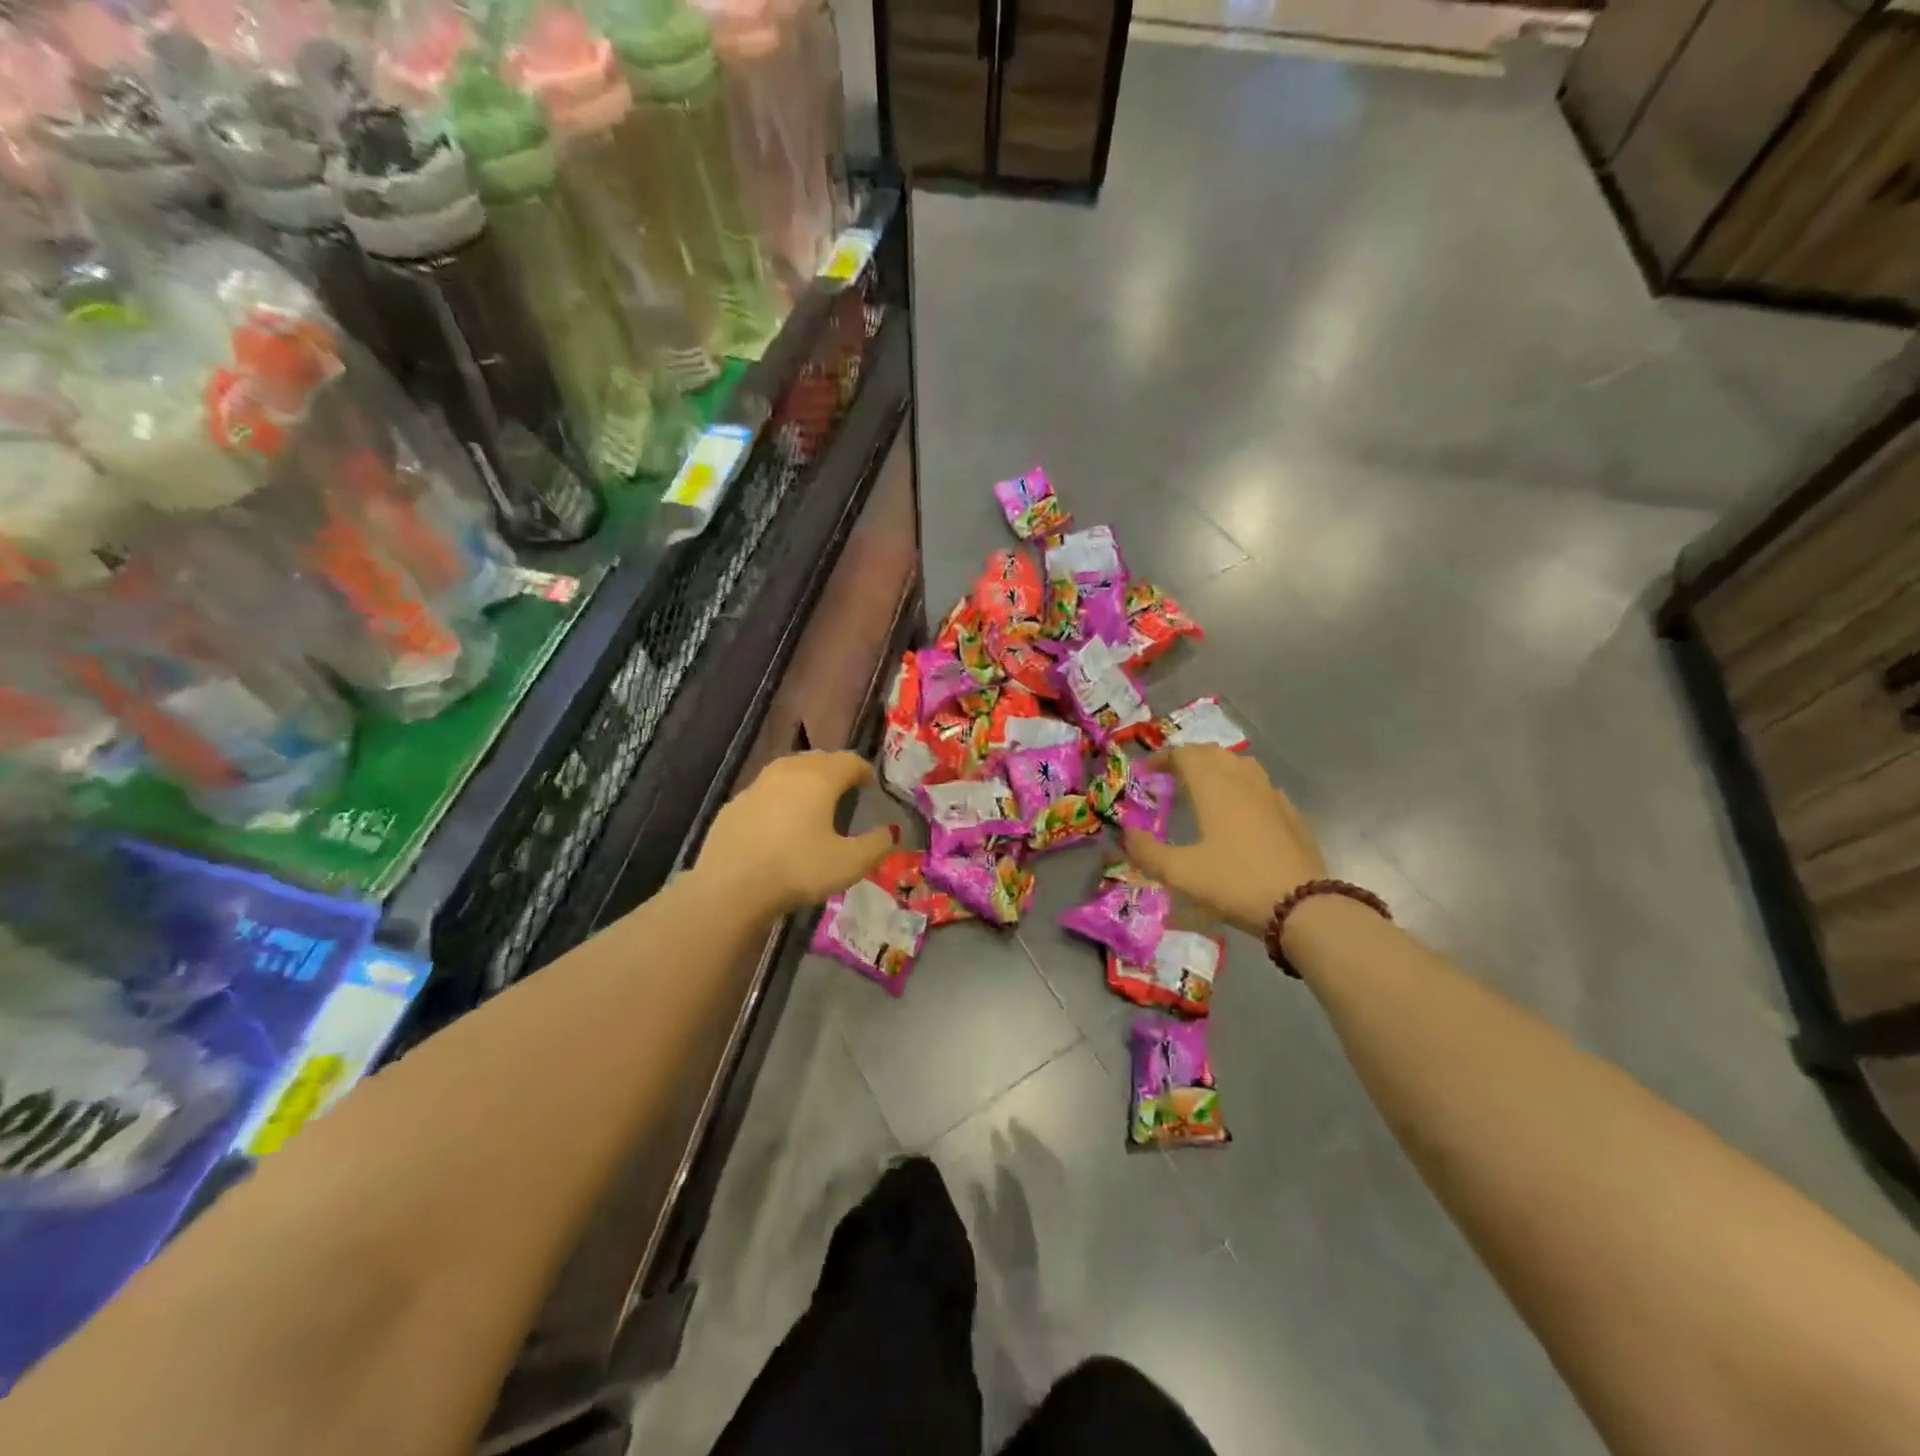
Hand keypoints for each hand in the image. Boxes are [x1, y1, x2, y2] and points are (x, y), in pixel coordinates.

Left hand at [696, 750, 893, 910]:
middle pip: (818, 760)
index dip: (864, 771)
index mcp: (819, 778)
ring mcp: (756, 786)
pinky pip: (764, 793)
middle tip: (844, 792)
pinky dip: (778, 800)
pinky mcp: (733, 805)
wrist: (730, 887)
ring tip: (811, 804)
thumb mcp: (850, 863)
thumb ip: (877, 845)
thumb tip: (891, 832)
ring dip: (804, 781)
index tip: (870, 786)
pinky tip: (778, 825)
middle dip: (834, 771)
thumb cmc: (798, 869)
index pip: (849, 761)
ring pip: (787, 772)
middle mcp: (787, 772)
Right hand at [1122, 746, 1325, 938]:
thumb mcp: (1180, 873)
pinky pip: (1262, 786)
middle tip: (1170, 777)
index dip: (1162, 758)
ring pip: (1241, 764)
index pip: (1185, 755)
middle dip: (1188, 759)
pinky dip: (1243, 786)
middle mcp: (1243, 782)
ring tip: (1204, 787)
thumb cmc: (1235, 883)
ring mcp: (1272, 796)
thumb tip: (1127, 833)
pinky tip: (1240, 810)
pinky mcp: (1291, 815)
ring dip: (1217, 767)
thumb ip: (1147, 851)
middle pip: (1213, 753)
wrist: (1303, 907)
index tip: (1146, 773)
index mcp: (1214, 787)